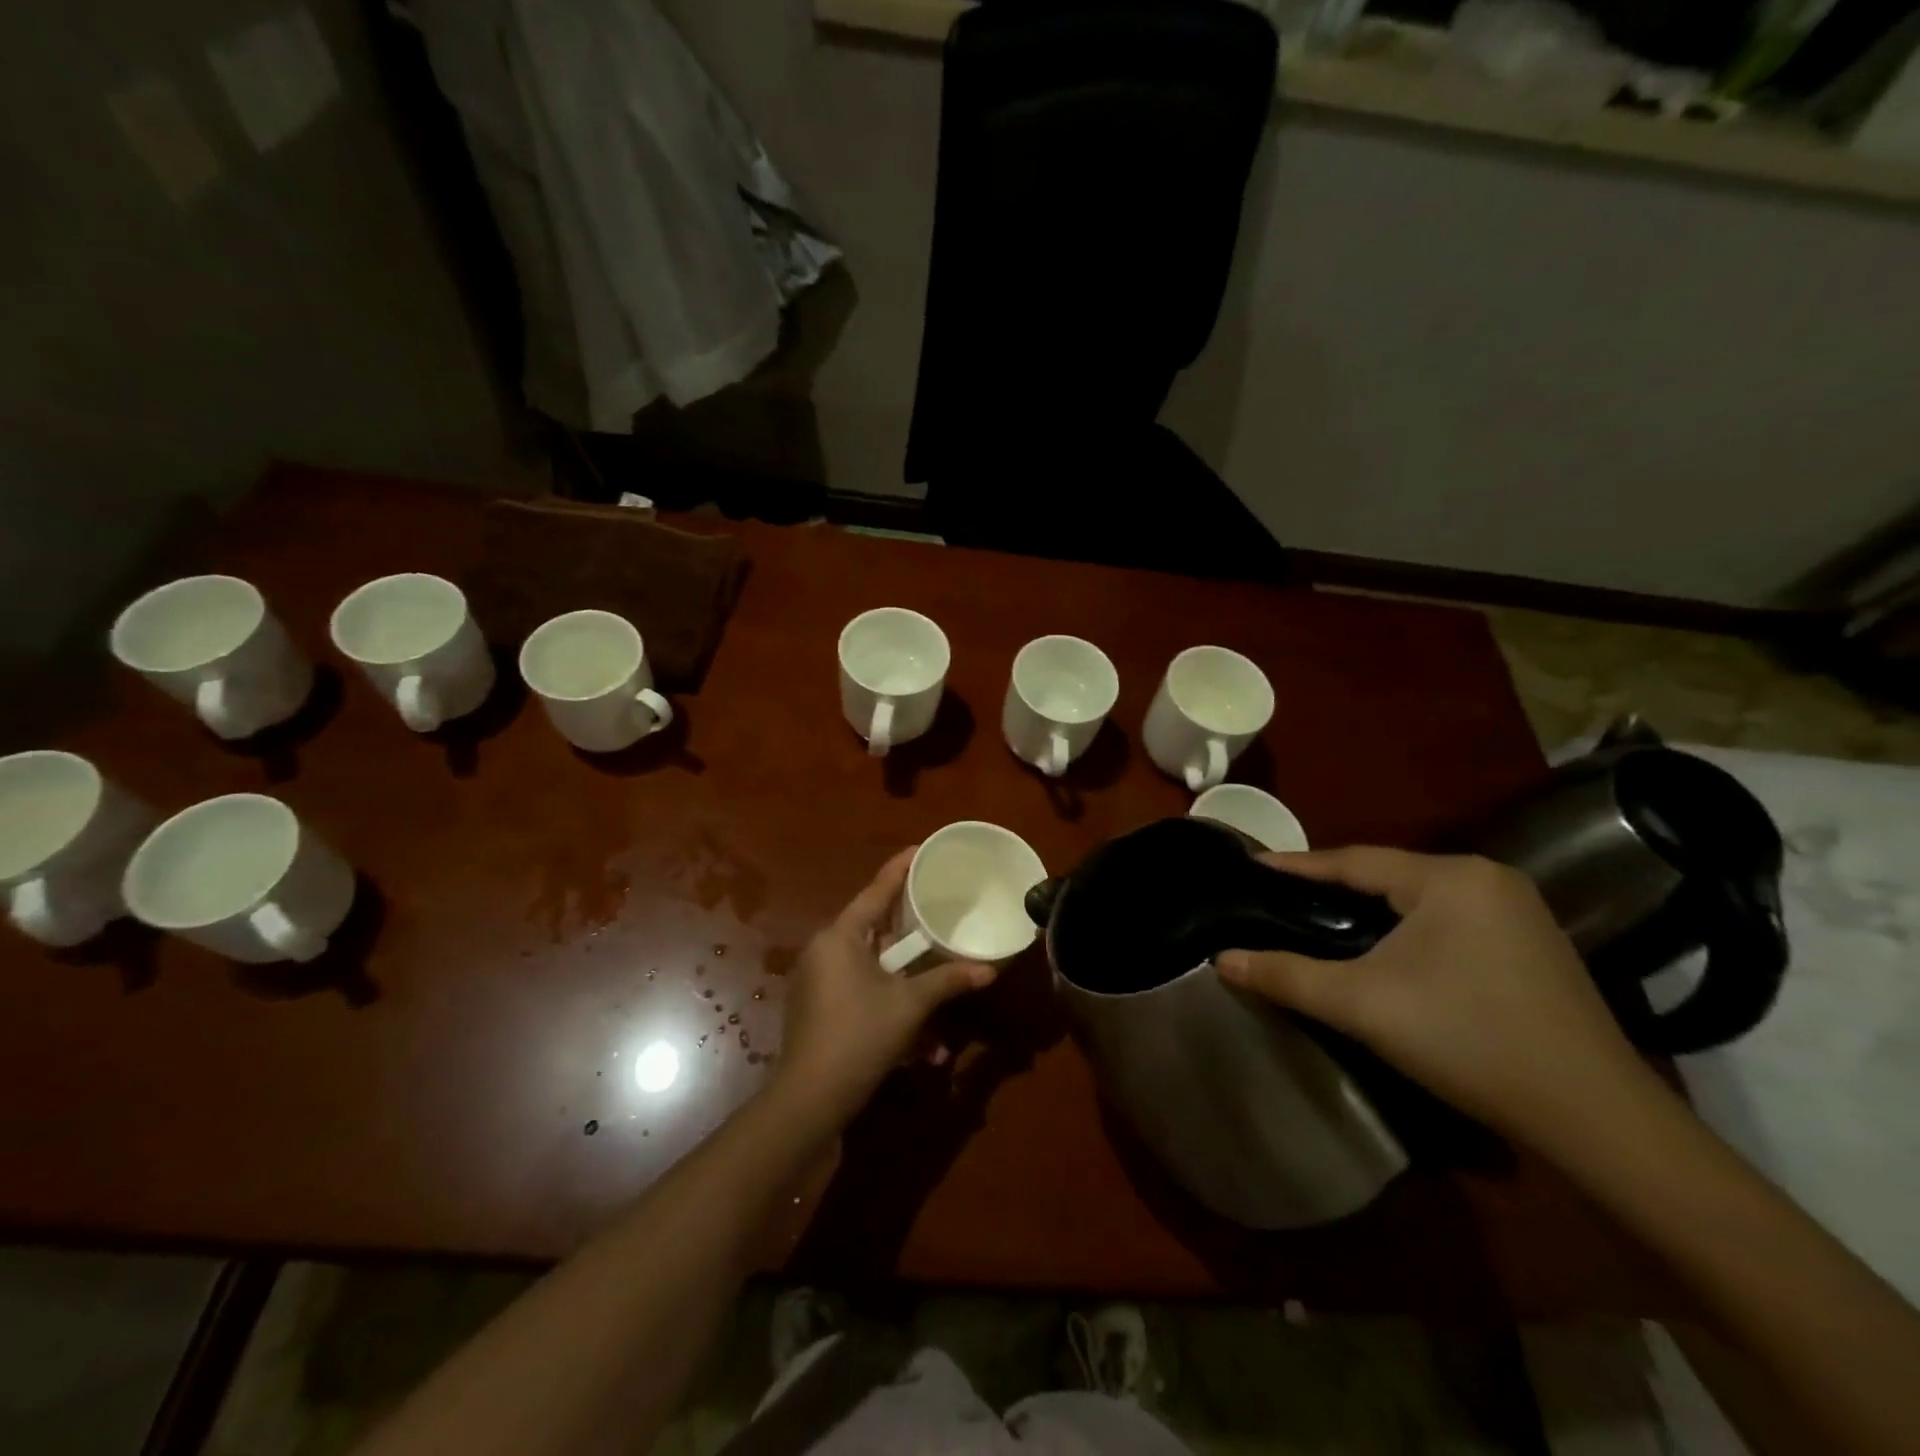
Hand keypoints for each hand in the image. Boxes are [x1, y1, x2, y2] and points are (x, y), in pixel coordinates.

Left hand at [772, 848, 995, 1129]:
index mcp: (840, 937)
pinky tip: (918, 1048)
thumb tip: (989, 970)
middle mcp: (824, 951)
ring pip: (870, 970)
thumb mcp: (910, 1005)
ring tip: (936, 999)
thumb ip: (948, 981)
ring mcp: (816, 982)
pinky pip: (859, 994)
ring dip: (905, 988)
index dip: (899, 869)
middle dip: (909, 934)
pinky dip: (887, 1008)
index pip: (875, 892)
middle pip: (873, 929)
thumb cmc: (861, 1036)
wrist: (811, 1098)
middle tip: (936, 916)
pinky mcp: (816, 1010)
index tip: (918, 849)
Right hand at [1216, 847, 1660, 1153]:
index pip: (1353, 860)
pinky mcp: (1533, 944)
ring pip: (1418, 897)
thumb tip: (1221, 960)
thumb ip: (1286, 975)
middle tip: (1281, 896)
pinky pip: (1448, 918)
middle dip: (1332, 886)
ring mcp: (1518, 911)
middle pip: (1387, 874)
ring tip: (1320, 918)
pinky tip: (1385, 947)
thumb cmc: (1468, 1041)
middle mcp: (1488, 878)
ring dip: (1369, 906)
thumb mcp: (1363, 1005)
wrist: (1595, 1119)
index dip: (1297, 865)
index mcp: (1450, 877)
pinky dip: (1406, 925)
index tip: (1252, 865)